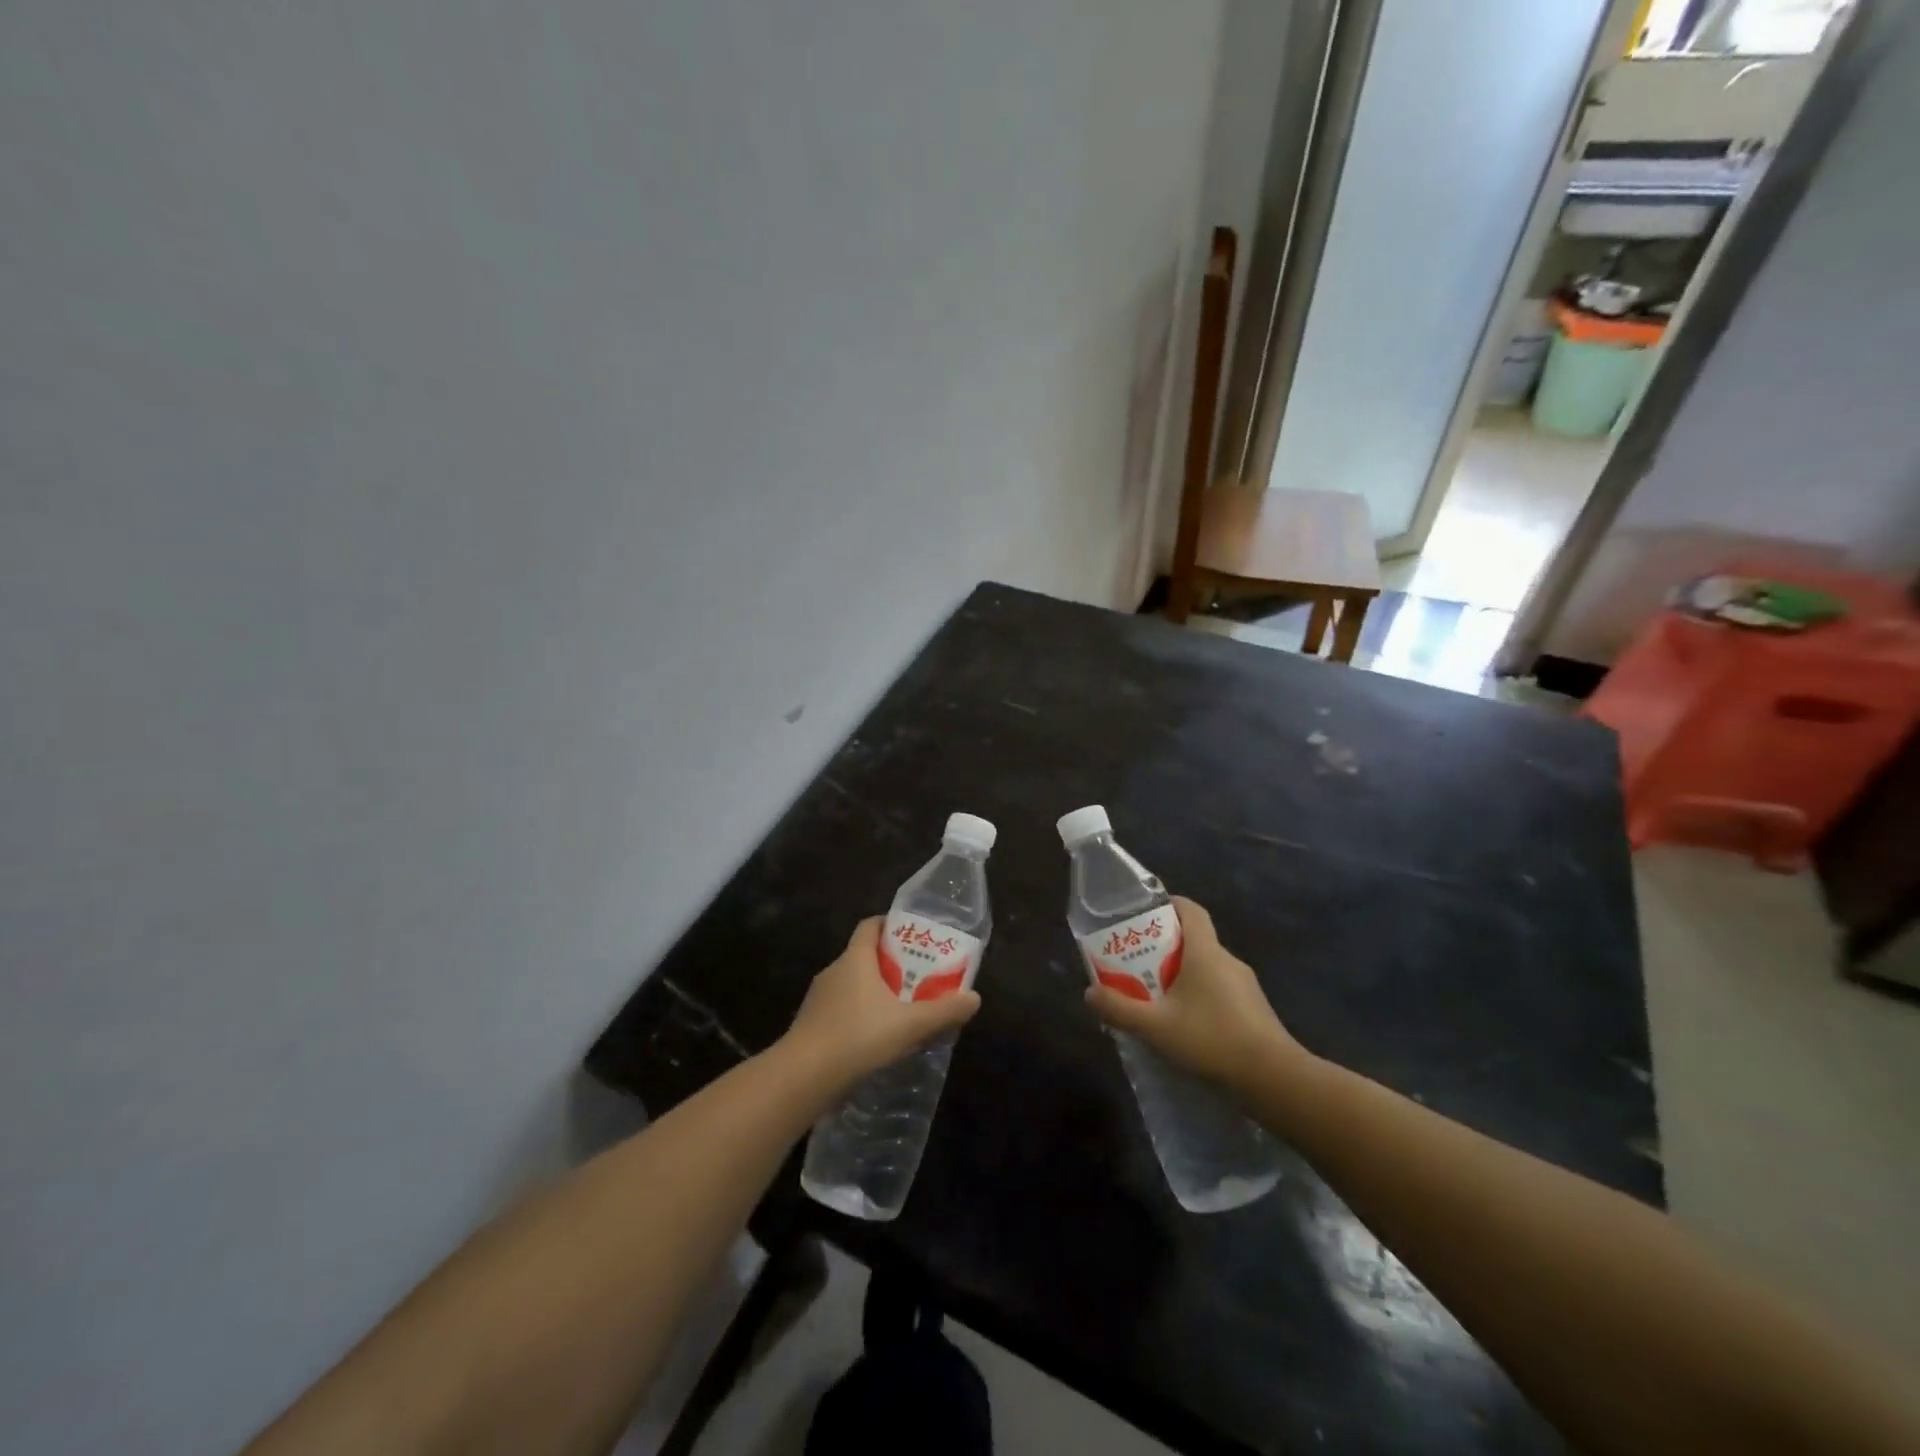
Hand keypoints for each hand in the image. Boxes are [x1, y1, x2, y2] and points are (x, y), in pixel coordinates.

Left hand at [781, 917, 981, 1091]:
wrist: (802, 1078)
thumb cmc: (858, 1037)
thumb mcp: (909, 1025)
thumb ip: (943, 1011)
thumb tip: (974, 998)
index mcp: (855, 959)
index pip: (870, 926)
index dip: (890, 925)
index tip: (912, 936)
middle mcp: (834, 971)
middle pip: (864, 956)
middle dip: (891, 965)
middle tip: (918, 978)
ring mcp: (818, 1000)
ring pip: (852, 986)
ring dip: (875, 994)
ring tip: (901, 1012)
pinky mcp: (811, 1026)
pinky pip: (841, 1011)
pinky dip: (859, 1017)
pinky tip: (876, 1041)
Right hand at [1085, 897, 1305, 1091]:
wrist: (1274, 1078)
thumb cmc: (1212, 1039)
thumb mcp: (1156, 1026)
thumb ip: (1120, 1009)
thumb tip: (1089, 993)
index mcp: (1206, 952)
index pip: (1190, 910)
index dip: (1169, 904)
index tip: (1146, 912)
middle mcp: (1227, 960)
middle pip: (1194, 940)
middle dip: (1165, 947)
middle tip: (1137, 962)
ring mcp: (1245, 986)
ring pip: (1207, 968)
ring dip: (1182, 975)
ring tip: (1156, 996)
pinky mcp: (1254, 1010)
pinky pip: (1219, 991)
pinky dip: (1199, 996)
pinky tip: (1185, 1024)